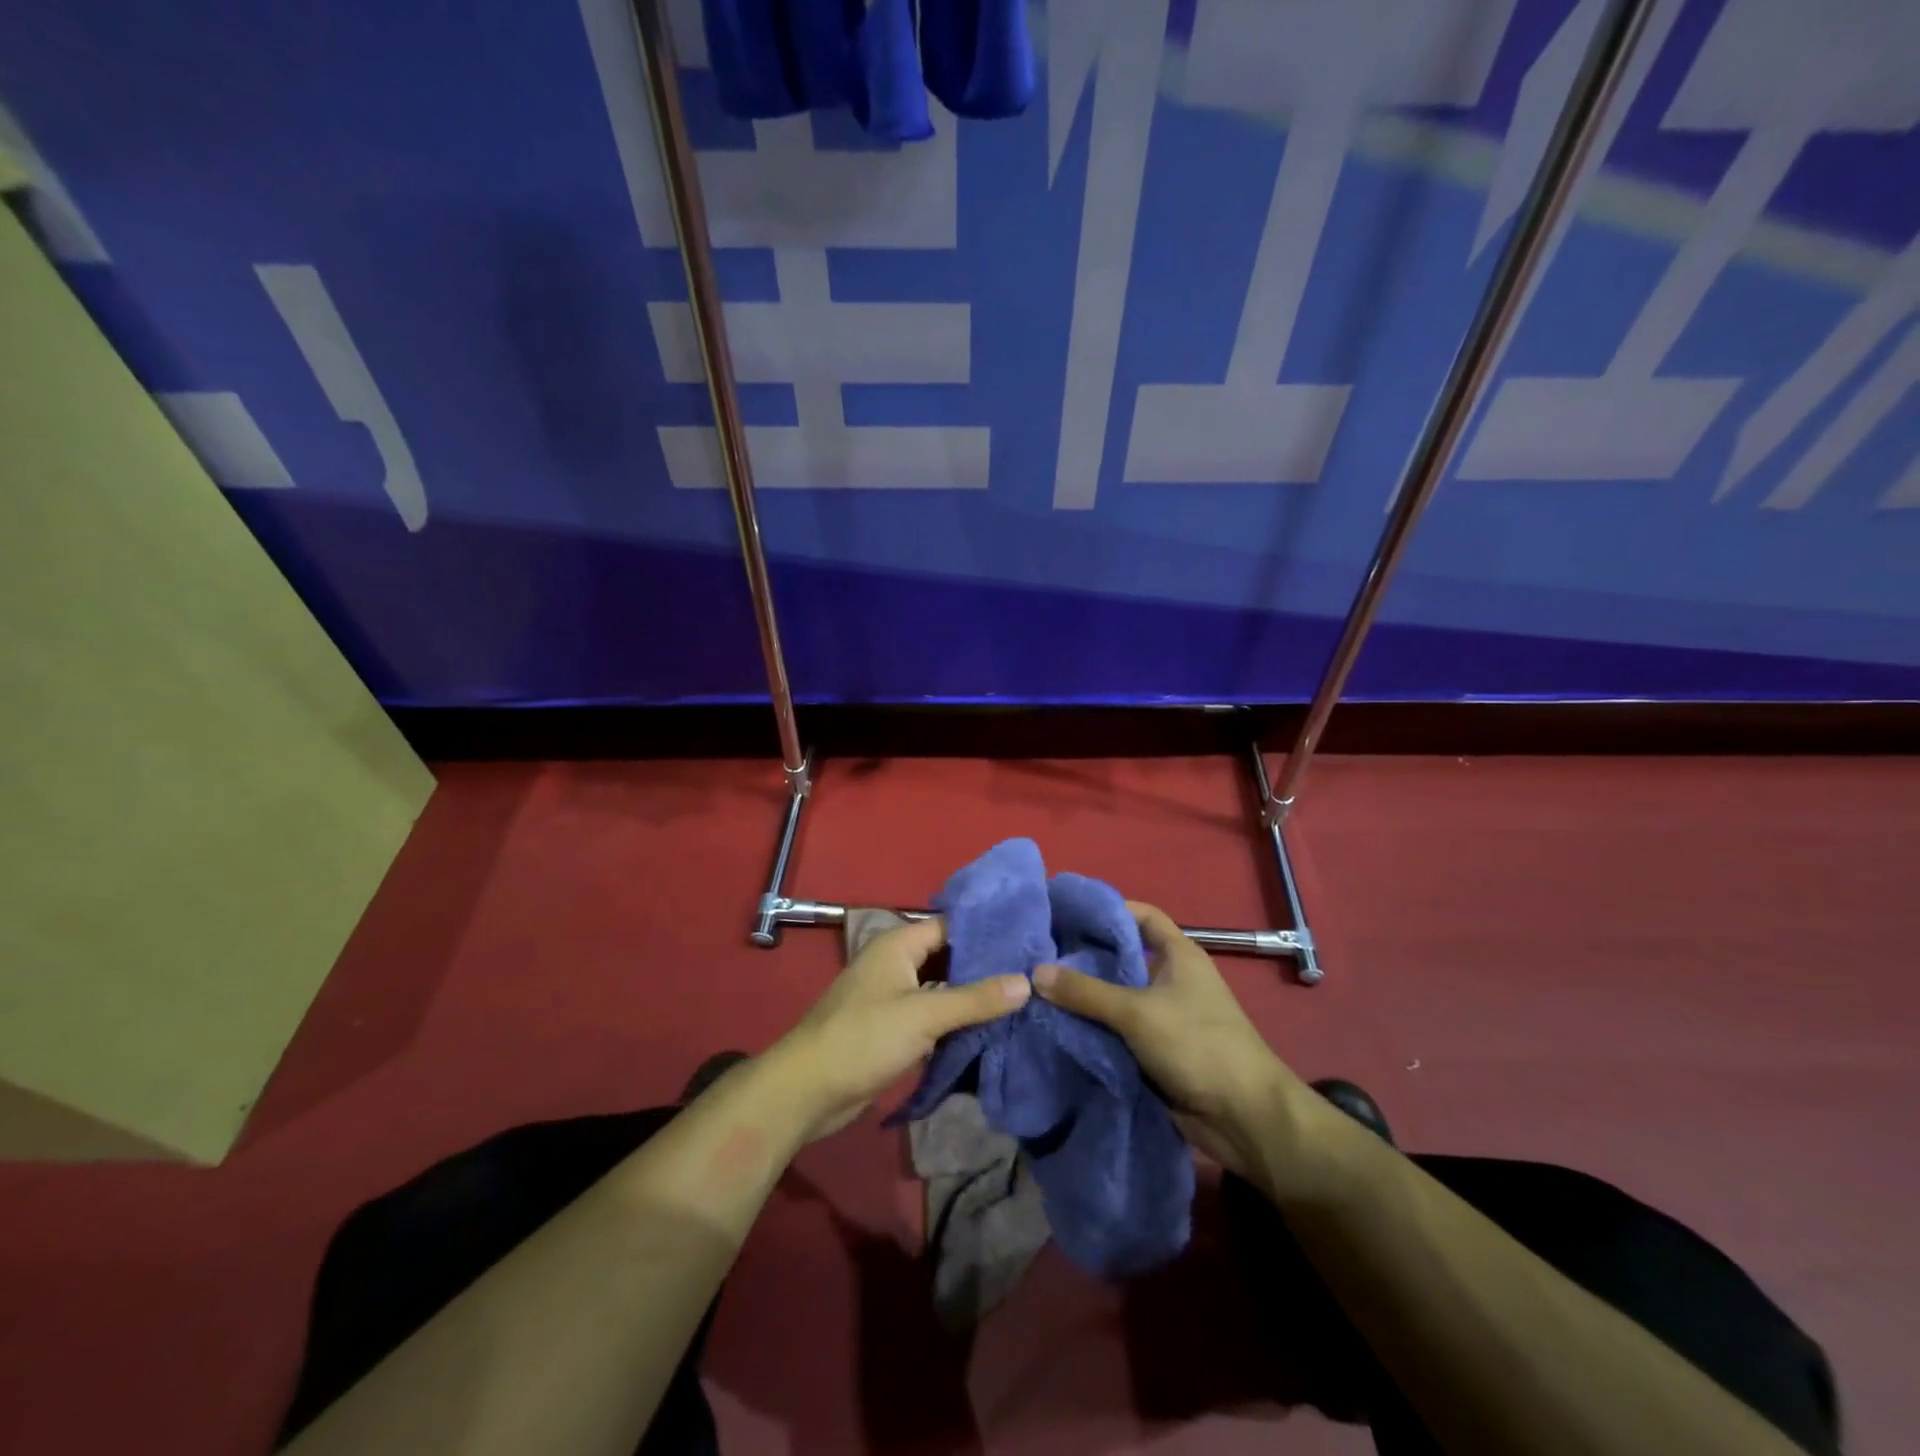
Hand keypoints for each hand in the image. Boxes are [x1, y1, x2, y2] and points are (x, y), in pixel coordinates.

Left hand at [764, 917, 1030, 1143]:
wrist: (807, 1090)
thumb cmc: (864, 1038)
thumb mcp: (924, 1015)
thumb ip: (975, 999)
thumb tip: (1026, 981)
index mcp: (898, 944)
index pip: (950, 926)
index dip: (987, 933)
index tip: (1027, 942)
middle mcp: (895, 963)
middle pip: (947, 957)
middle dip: (983, 967)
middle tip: (1030, 974)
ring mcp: (891, 996)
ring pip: (939, 988)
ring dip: (970, 996)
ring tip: (1018, 1001)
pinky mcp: (890, 1028)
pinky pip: (930, 1015)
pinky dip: (953, 1020)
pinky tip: (987, 1030)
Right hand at [1032, 902, 1301, 1177]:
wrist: (1243, 1118)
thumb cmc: (1198, 1045)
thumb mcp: (1138, 1012)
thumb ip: (1086, 992)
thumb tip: (1036, 972)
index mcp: (1179, 955)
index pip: (1141, 916)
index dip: (1108, 909)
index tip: (1066, 912)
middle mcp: (1171, 979)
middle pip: (1122, 958)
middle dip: (1085, 957)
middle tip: (1040, 953)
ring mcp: (1164, 1016)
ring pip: (1117, 997)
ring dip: (1085, 997)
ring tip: (1038, 987)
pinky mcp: (1156, 1051)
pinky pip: (1118, 1031)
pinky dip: (1094, 1028)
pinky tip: (1058, 1025)